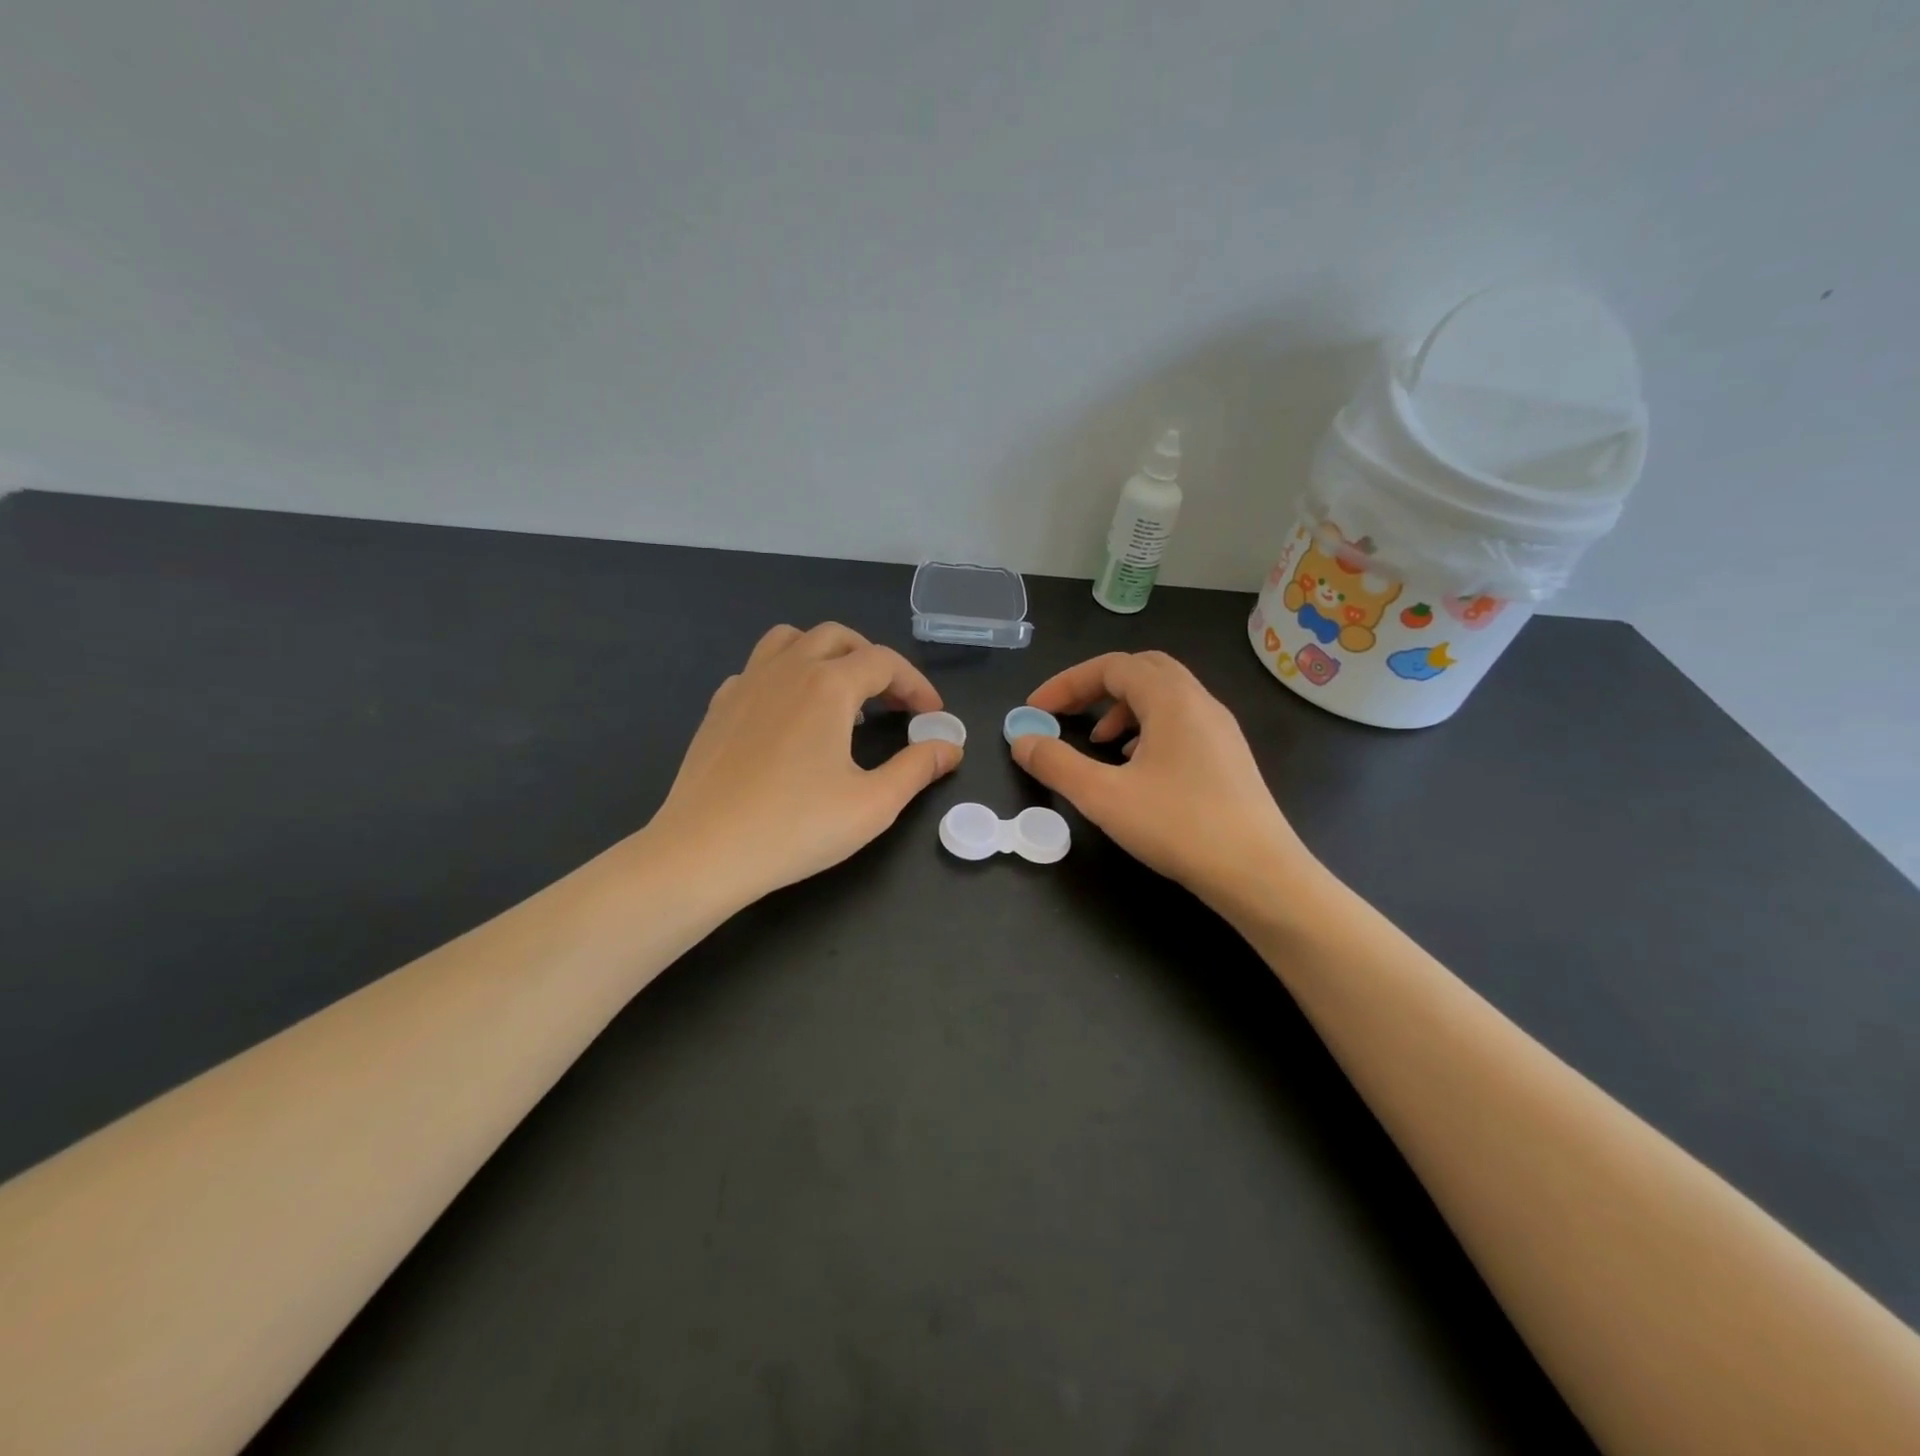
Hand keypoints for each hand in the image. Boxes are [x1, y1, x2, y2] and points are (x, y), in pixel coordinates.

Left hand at [648, 623, 961, 904]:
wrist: (704, 851)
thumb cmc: (796, 828)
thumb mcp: (873, 804)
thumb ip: (917, 768)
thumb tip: (950, 747)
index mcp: (828, 685)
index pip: (885, 663)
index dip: (916, 684)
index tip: (932, 715)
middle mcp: (787, 669)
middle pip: (838, 637)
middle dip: (874, 661)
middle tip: (892, 702)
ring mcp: (746, 683)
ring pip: (791, 640)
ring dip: (825, 655)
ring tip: (841, 696)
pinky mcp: (719, 706)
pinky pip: (759, 669)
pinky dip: (786, 676)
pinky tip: (791, 716)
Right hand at [1010, 651, 1315, 911]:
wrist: (1259, 873)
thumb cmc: (1179, 826)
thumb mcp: (1104, 796)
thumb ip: (1056, 764)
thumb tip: (1021, 740)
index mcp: (1171, 699)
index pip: (1111, 666)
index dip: (1066, 682)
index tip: (1035, 710)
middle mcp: (1200, 702)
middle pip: (1142, 669)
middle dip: (1096, 686)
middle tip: (1067, 713)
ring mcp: (1220, 729)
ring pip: (1164, 697)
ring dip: (1123, 709)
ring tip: (1099, 744)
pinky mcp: (1229, 757)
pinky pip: (1181, 722)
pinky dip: (1148, 730)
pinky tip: (1136, 767)